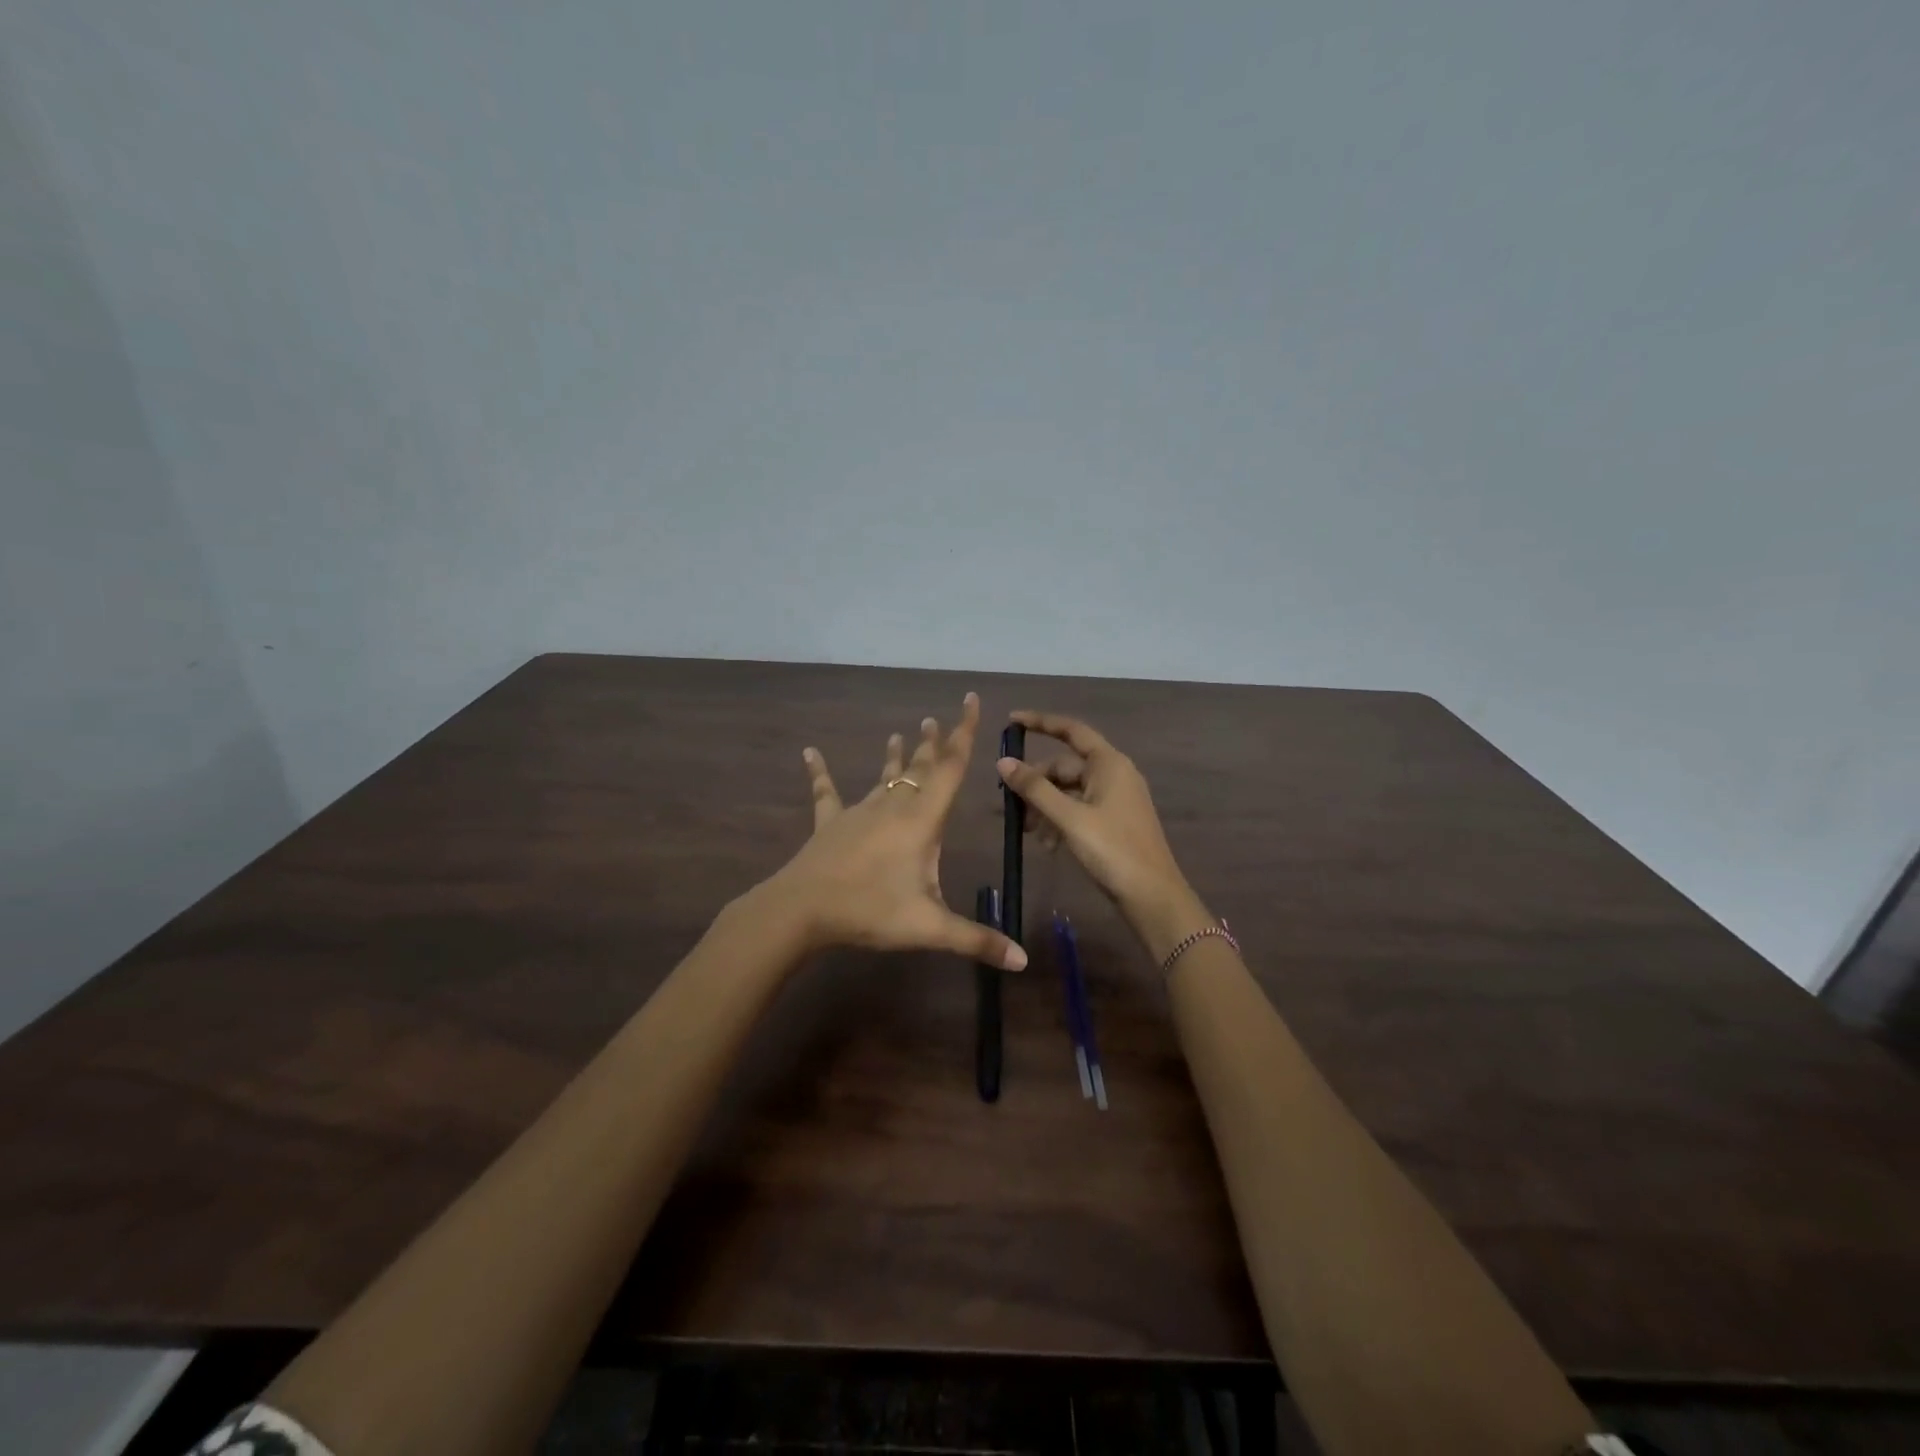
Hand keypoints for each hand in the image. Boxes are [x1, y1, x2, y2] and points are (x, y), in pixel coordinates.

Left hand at [762, 693, 1027, 969]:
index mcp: (921, 821)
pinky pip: (826, 792)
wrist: (802, 910)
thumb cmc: (870, 911)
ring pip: (884, 777)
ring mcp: (858, 812)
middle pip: (920, 767)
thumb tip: (1023, 961)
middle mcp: (893, 806)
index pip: (950, 768)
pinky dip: (820, 772)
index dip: (964, 733)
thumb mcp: (928, 927)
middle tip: (937, 718)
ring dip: (896, 756)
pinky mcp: (830, 823)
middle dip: (933, 743)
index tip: (970, 700)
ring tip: (901, 734)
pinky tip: (809, 752)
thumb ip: (977, 941)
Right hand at [996, 711, 1210, 962]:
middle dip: (1036, 784)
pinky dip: (1060, 820)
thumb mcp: (1068, 818)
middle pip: (1065, 767)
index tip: (1011, 722)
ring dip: (1044, 806)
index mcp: (1108, 763)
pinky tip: (1047, 844)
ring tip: (1026, 832)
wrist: (1152, 895)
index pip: (1070, 730)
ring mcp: (1116, 799)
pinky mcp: (1114, 821)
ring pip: (1069, 791)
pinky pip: (1079, 809)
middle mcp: (1114, 774)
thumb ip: (1035, 789)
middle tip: (1009, 806)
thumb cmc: (1112, 850)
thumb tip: (1004, 762)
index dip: (1040, 722)